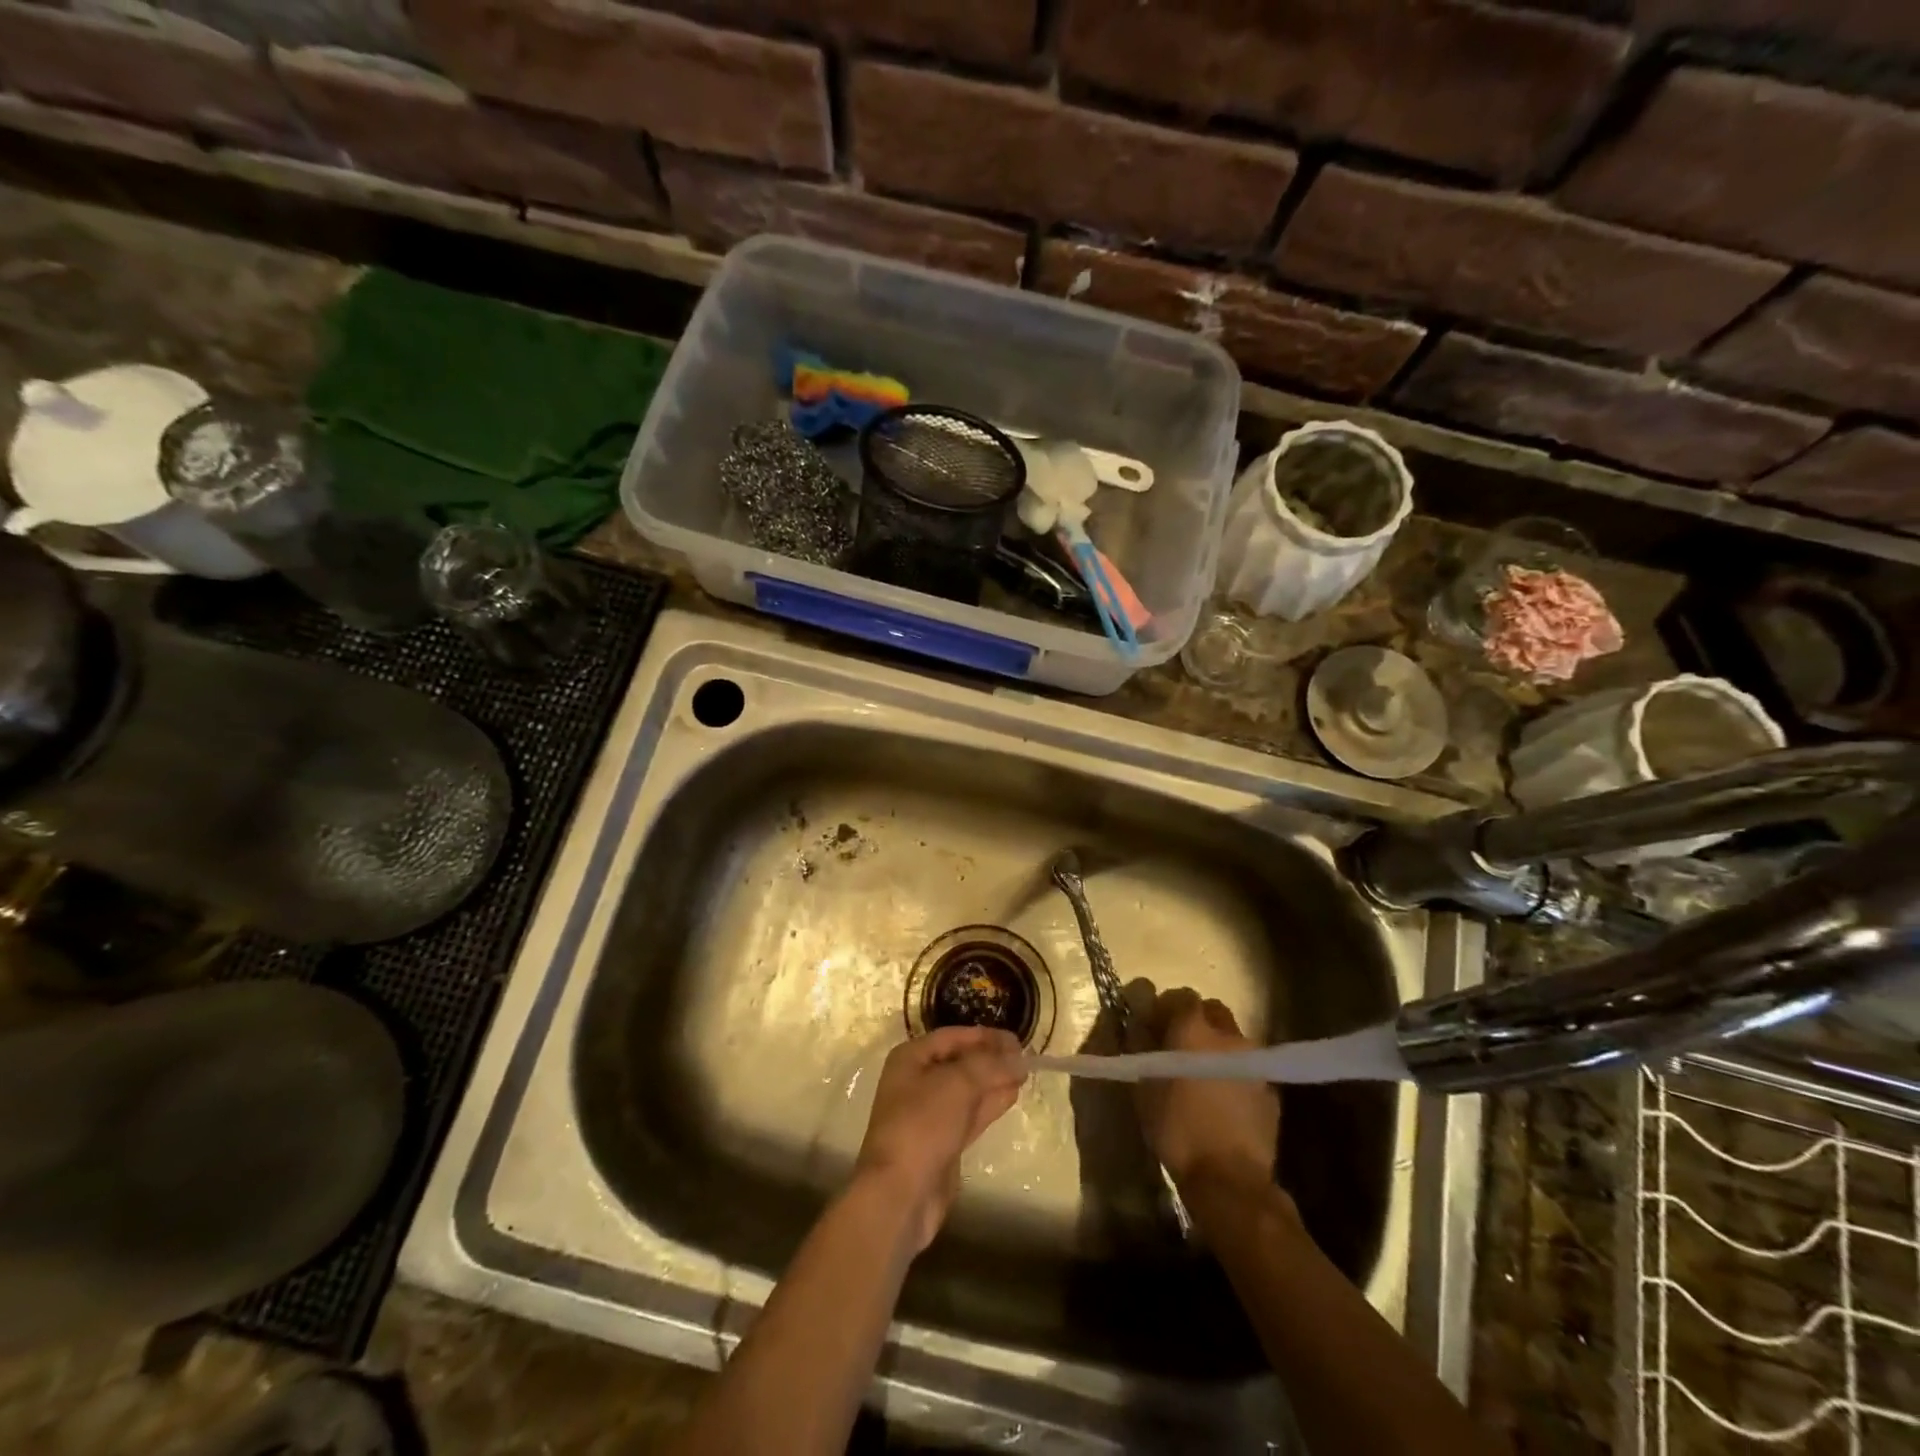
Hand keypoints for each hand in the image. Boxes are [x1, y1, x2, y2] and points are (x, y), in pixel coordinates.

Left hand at [853, 1027, 1026, 1251]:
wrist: (901, 1193)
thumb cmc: (923, 1125)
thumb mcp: (958, 1084)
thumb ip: (990, 1065)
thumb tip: (1018, 1056)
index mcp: (911, 1058)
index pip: (953, 1037)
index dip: (985, 1036)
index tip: (1017, 1040)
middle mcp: (917, 1081)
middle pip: (960, 1062)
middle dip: (992, 1059)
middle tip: (1025, 1058)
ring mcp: (929, 1113)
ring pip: (967, 1089)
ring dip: (994, 1081)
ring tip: (1024, 1074)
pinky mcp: (942, 1141)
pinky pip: (969, 1114)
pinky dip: (990, 1103)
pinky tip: (1012, 1096)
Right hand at [1126, 982, 1280, 1195]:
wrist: (1229, 1179)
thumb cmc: (1177, 1129)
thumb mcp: (1144, 1090)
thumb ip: (1141, 1051)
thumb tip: (1140, 1029)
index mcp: (1193, 1030)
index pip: (1182, 997)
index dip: (1168, 1008)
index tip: (1157, 1026)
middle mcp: (1228, 1036)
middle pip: (1213, 1011)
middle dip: (1198, 1021)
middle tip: (1180, 1046)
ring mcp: (1254, 1062)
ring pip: (1234, 1040)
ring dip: (1218, 1048)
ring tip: (1204, 1077)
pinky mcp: (1272, 1090)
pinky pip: (1249, 1069)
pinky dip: (1236, 1075)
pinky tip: (1225, 1102)